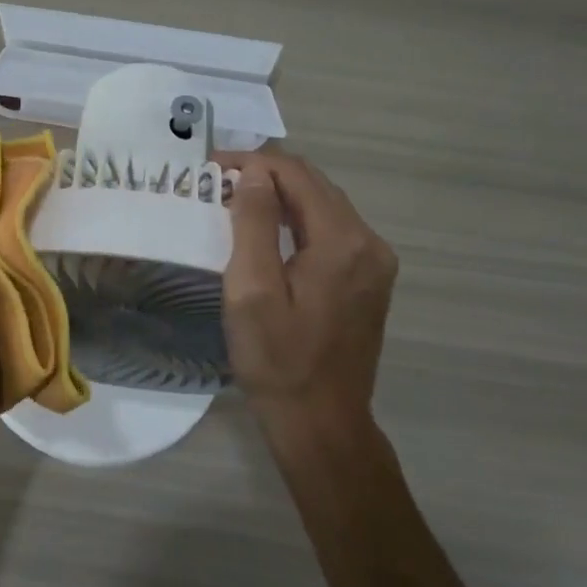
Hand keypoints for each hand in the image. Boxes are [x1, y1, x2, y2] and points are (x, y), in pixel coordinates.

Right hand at [217, 151, 397, 434]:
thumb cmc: (277, 359)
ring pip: (324, 205)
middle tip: (218, 181)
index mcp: (341, 241)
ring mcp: (374, 262)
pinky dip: (297, 218)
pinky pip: (331, 230)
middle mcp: (368, 243)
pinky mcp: (369, 280)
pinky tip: (269, 229)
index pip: (296, 174)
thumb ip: (253, 223)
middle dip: (265, 174)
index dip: (252, 162)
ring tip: (236, 199)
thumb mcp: (252, 289)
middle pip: (314, 185)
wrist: (321, 424)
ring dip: (281, 195)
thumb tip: (254, 172)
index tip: (211, 169)